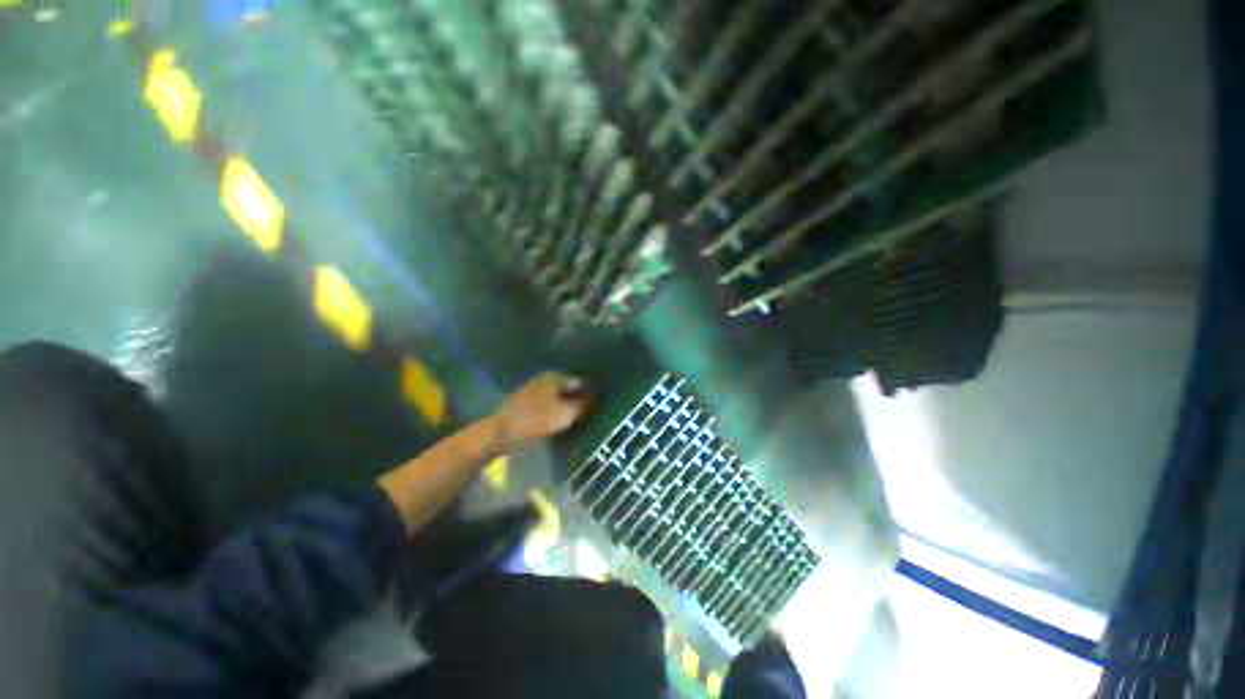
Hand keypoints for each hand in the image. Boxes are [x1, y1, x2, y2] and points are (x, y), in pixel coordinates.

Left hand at [488, 372, 591, 451]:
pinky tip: (558, 423)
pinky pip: (546, 405)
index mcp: (555, 376)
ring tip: (576, 421)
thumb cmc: (536, 419)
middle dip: (578, 400)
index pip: (580, 381)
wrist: (500, 432)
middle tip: (589, 415)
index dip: (590, 393)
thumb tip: (595, 398)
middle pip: (568, 389)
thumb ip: (583, 404)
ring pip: (557, 397)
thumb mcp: (566, 413)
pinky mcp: (525, 403)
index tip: (598, 406)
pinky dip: (554, 412)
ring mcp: (533, 390)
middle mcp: (544, 379)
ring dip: (566, 407)